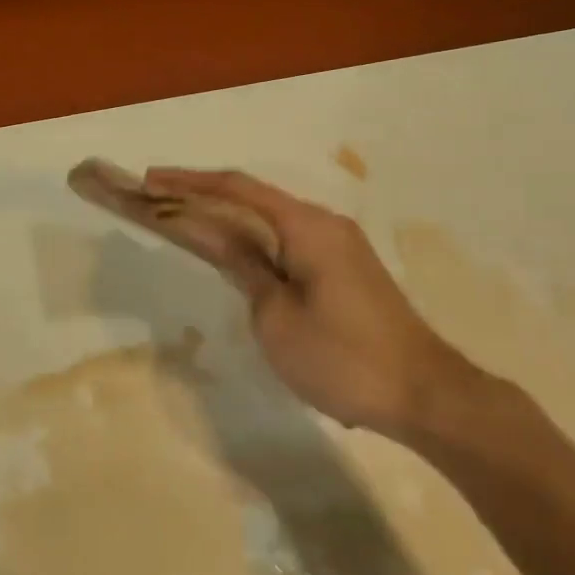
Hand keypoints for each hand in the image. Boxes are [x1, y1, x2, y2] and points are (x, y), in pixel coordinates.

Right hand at [142, 168, 465, 435]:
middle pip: (254, 199)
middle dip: (205, 198)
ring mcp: (339, 245)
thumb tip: (215, 234)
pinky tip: (236, 256)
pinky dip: (256, 242)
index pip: (238, 189)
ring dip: (230, 221)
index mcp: (307, 226)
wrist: (423, 393)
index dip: (190, 183)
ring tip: (187, 227)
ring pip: (272, 221)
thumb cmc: (342, 358)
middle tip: (159, 205)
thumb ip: (244, 267)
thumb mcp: (277, 317)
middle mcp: (325, 223)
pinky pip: (290, 242)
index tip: (151, 181)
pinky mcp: (346, 268)